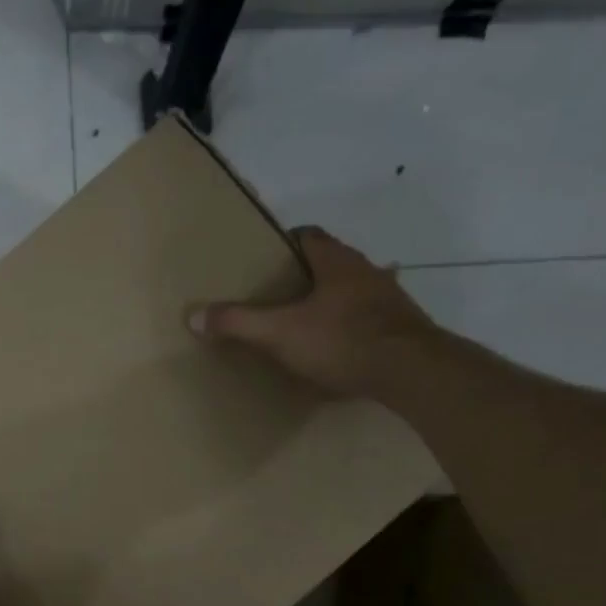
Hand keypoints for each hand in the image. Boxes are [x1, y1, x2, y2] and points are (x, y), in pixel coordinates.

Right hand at [187, 226, 438, 398]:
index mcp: (336, 262)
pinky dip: (352, 327)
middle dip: (306, 276)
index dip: (286, 243)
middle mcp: (366, 271)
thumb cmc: (342, 340)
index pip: (309, 236)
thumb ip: (238, 322)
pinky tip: (340, 348)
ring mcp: (389, 299)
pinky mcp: (403, 327)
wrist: (411, 370)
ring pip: (353, 291)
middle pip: (332, 263)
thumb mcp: (280, 333)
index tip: (267, 260)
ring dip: (332, 302)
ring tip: (307, 324)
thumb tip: (194, 315)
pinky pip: (370, 319)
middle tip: (279, 296)